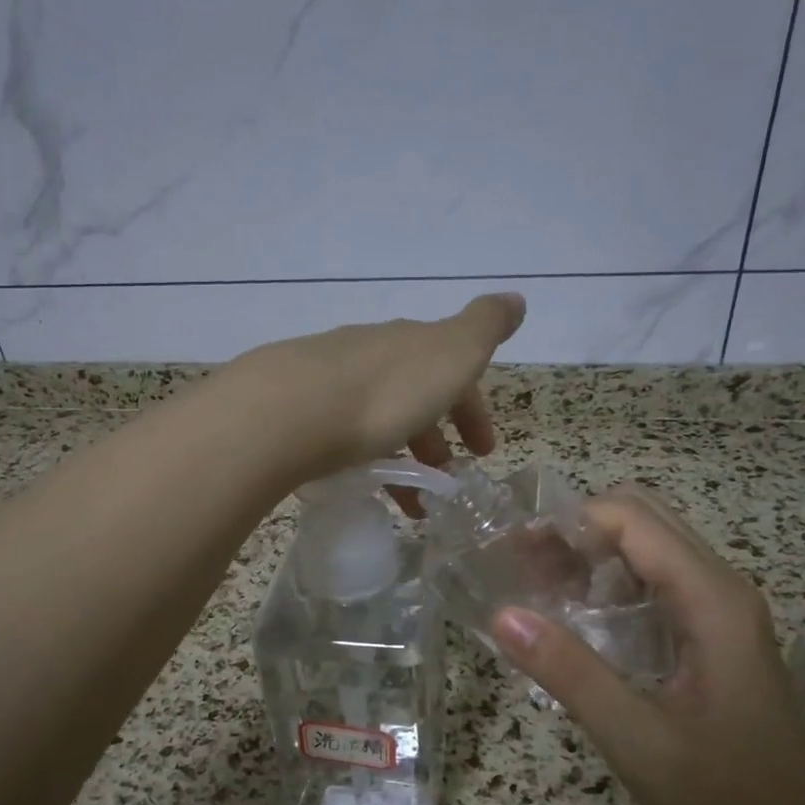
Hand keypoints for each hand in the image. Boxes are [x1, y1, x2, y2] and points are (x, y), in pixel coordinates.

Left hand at [223, 294, 525, 486]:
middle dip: (435, 438)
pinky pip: (342, 440)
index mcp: (409, 344)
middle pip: (411, 396)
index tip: (484, 451)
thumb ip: (484, 328)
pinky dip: (363, 464)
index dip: (472, 410)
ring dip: (402, 461)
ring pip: (376, 420)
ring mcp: (327, 382)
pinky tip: (362, 489)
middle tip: (446, 481)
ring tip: (411, 507)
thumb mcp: (452, 355)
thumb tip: (515, 298)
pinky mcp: (295, 414)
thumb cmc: (385, 390)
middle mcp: (368, 354)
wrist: (289, 410)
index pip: (451, 372)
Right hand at [491, 488, 804, 804]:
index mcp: (711, 599)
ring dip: (589, 555)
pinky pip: (654, 584)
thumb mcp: (637, 739)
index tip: (511, 550)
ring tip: (536, 588)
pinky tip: (576, 619)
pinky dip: (608, 584)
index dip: (567, 521)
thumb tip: (502, 614)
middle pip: (641, 520)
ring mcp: (720, 612)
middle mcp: (720, 589)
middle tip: (520, 567)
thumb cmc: (727, 799)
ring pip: (648, 550)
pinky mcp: (713, 637)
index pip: (630, 519)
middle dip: (575, 531)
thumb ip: (569, 672)